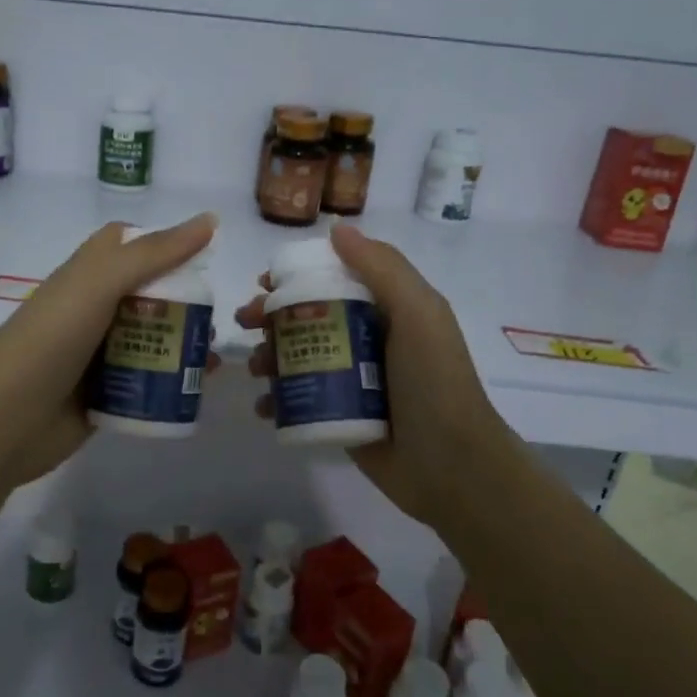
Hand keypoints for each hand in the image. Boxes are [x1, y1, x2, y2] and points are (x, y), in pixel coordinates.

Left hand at [0, 213, 221, 490]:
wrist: (3, 422)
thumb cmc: (50, 340)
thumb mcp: (99, 284)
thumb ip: (154, 253)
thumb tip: (210, 219)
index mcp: (86, 275)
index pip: (126, 244)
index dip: (161, 244)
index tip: (200, 257)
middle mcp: (92, 309)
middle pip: (148, 295)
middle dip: (185, 302)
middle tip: (213, 319)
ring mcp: (97, 354)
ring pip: (151, 339)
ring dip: (184, 344)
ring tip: (210, 358)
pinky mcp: (104, 394)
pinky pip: (146, 381)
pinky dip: (172, 382)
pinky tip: (198, 388)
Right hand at [236, 224, 512, 523]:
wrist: (452, 467)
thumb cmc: (434, 382)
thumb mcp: (419, 314)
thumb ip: (383, 268)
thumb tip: (337, 229)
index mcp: (388, 310)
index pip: (335, 279)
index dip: (298, 276)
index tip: (264, 281)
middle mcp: (367, 339)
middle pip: (309, 317)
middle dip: (272, 317)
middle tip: (244, 323)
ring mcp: (352, 380)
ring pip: (298, 357)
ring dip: (268, 356)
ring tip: (255, 369)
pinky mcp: (340, 415)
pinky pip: (299, 398)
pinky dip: (276, 399)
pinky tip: (264, 406)